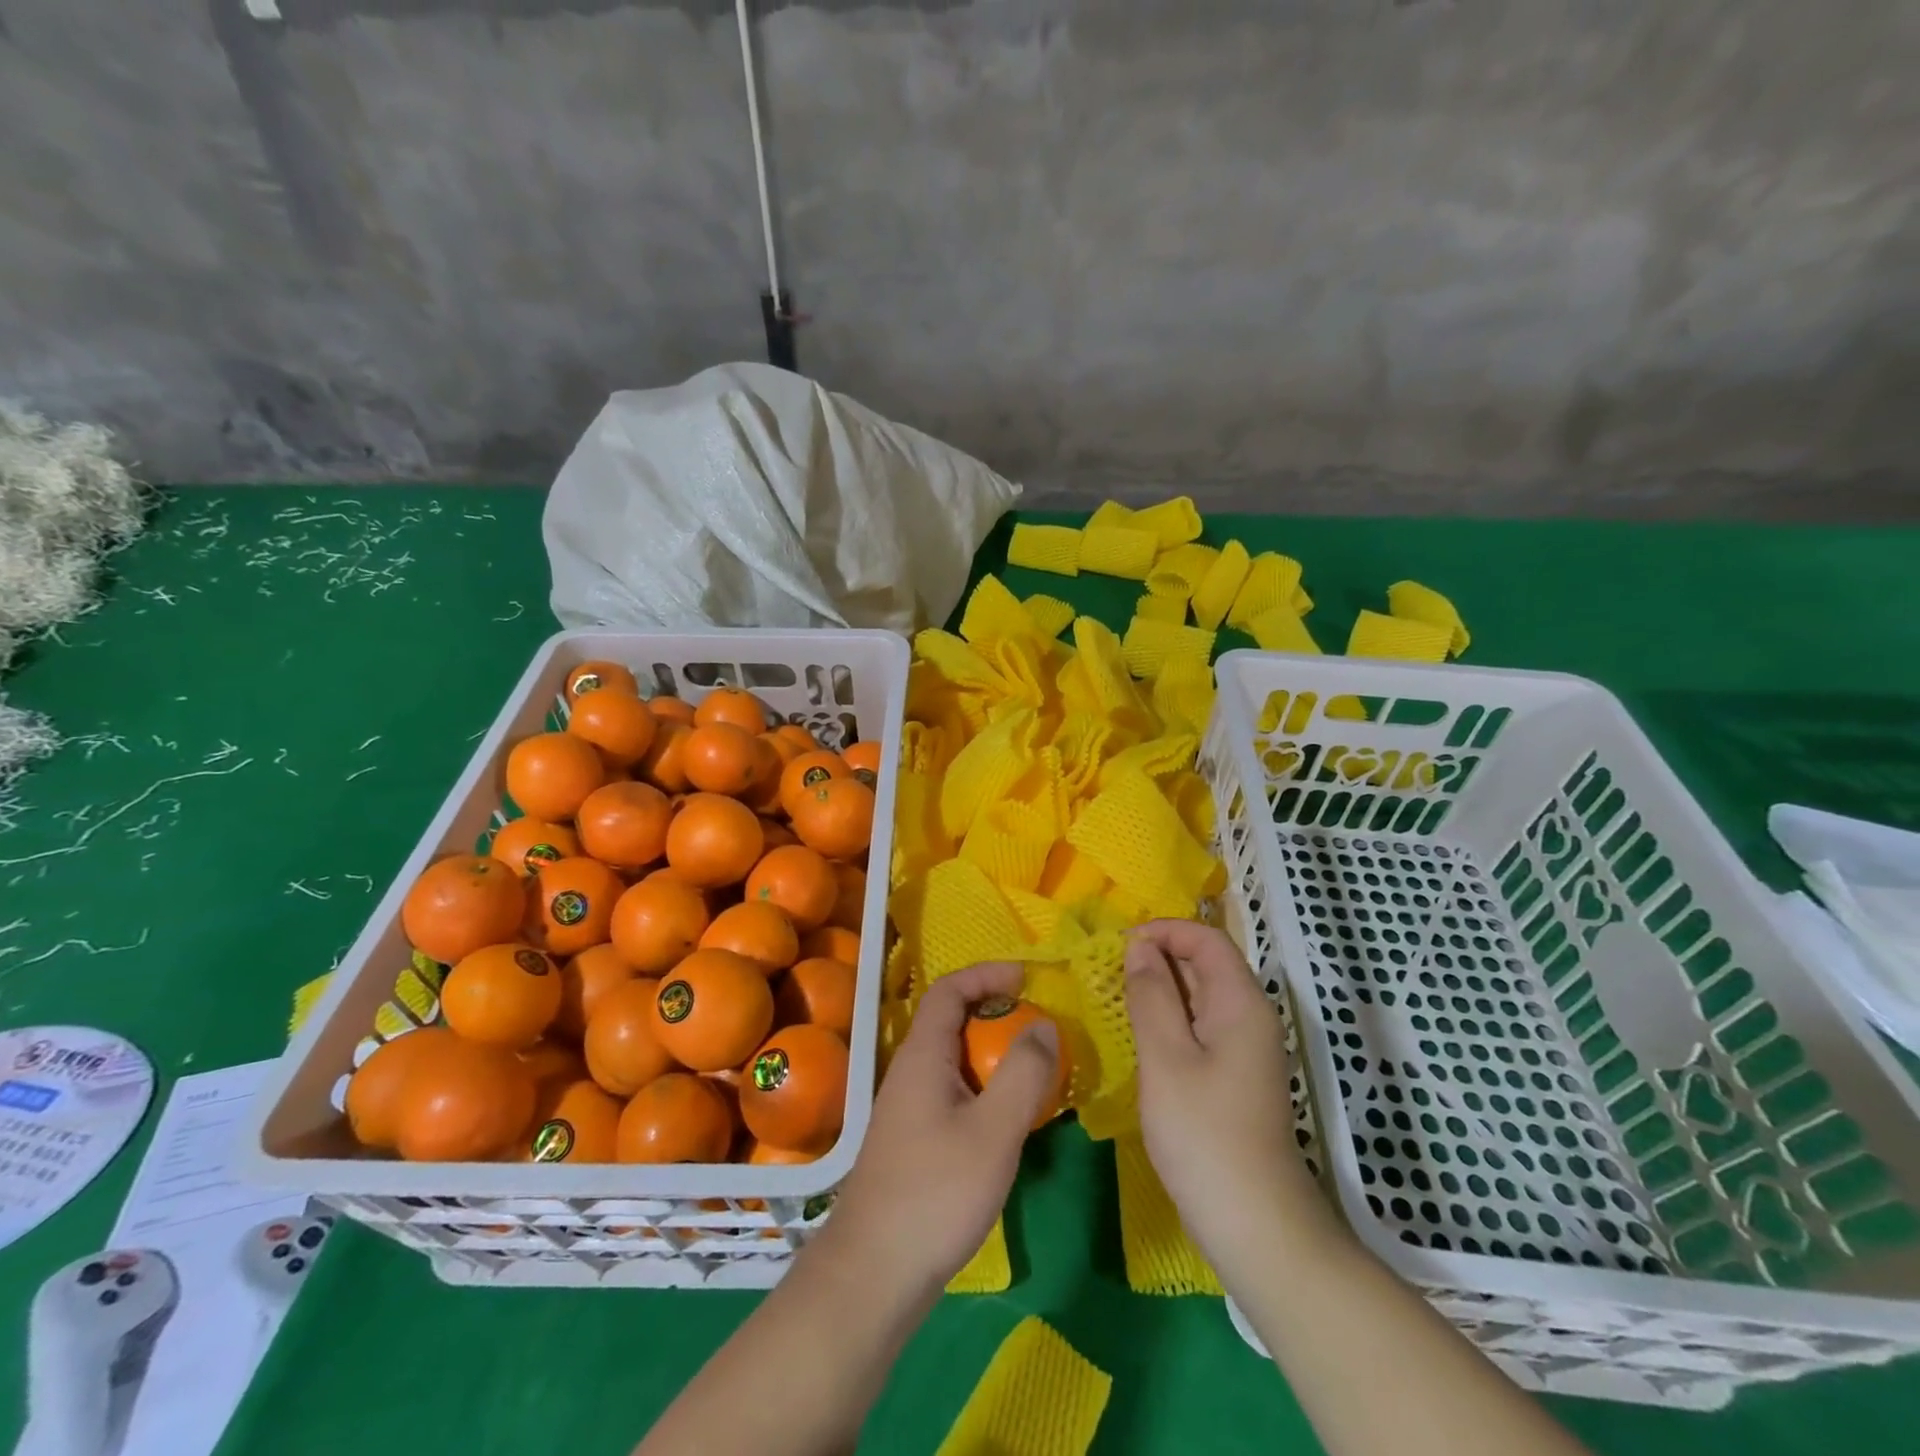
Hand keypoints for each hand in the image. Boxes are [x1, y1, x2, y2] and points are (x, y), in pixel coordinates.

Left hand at [827, 960, 1059, 1299]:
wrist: (874, 1274)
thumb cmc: (935, 1193)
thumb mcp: (993, 1131)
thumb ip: (1023, 1075)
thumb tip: (1043, 1027)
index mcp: (923, 1056)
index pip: (948, 990)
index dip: (986, 974)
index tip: (1026, 978)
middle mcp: (911, 1072)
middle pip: (952, 1022)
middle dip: (997, 1015)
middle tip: (1039, 1031)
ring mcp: (909, 1108)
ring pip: (955, 1060)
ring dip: (993, 1055)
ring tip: (1034, 1073)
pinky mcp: (914, 1141)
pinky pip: (954, 1092)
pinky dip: (985, 1089)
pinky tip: (1007, 1121)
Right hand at [1125, 920, 1329, 1278]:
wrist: (1255, 1224)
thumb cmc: (1205, 1134)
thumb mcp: (1166, 1057)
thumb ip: (1151, 995)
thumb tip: (1139, 948)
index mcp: (1241, 1002)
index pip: (1206, 938)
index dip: (1164, 931)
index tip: (1119, 946)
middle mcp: (1249, 1015)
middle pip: (1205, 963)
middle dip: (1157, 956)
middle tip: (1107, 972)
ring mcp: (1244, 1047)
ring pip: (1200, 995)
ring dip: (1160, 988)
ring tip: (1116, 998)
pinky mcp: (1233, 1074)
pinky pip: (1199, 1025)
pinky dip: (1168, 1018)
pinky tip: (1139, 1035)